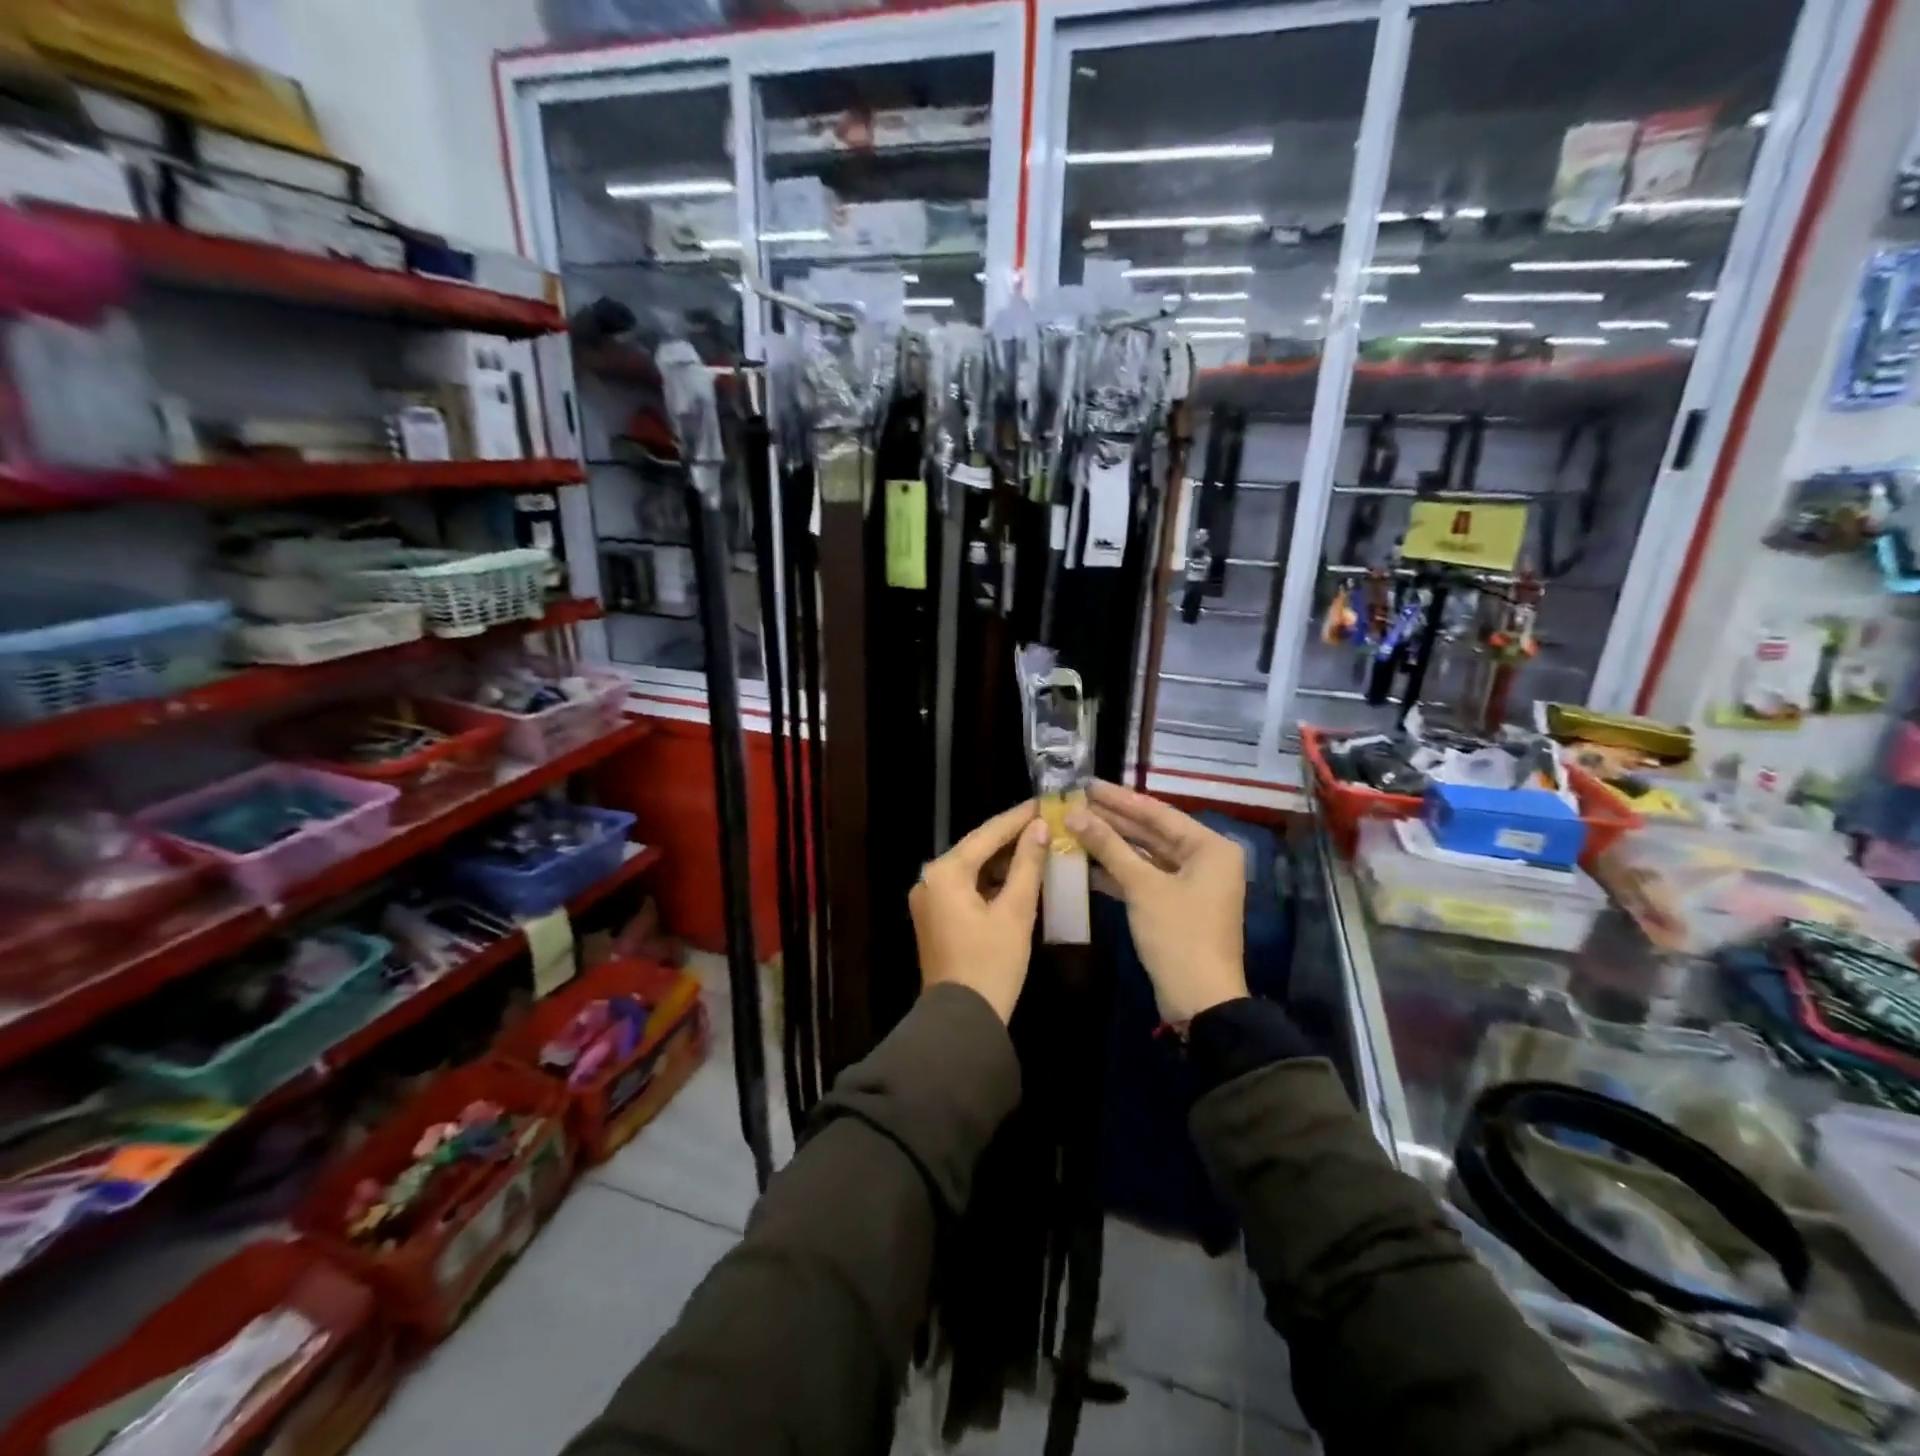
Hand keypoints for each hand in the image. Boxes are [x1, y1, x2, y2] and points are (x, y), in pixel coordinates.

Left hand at [910, 801, 1049, 1023]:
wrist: (962, 1021)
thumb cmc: (992, 963)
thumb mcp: (1016, 911)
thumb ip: (1027, 864)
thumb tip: (1039, 827)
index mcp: (944, 873)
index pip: (987, 834)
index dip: (1018, 817)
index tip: (1046, 802)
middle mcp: (930, 879)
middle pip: (976, 848)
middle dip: (1012, 837)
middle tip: (1046, 822)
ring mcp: (930, 899)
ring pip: (972, 868)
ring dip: (1003, 860)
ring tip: (1040, 845)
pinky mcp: (936, 917)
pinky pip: (966, 887)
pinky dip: (991, 881)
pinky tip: (1019, 877)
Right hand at [1068, 781, 1248, 1023]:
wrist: (1200, 1000)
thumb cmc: (1178, 934)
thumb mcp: (1142, 886)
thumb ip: (1108, 846)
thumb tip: (1074, 814)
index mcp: (1210, 847)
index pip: (1157, 813)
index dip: (1119, 798)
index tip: (1087, 784)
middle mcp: (1205, 860)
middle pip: (1152, 832)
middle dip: (1113, 820)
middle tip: (1075, 802)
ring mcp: (1191, 884)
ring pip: (1146, 856)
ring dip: (1112, 845)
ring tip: (1074, 827)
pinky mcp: (1176, 906)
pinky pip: (1145, 878)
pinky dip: (1118, 872)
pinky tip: (1086, 864)